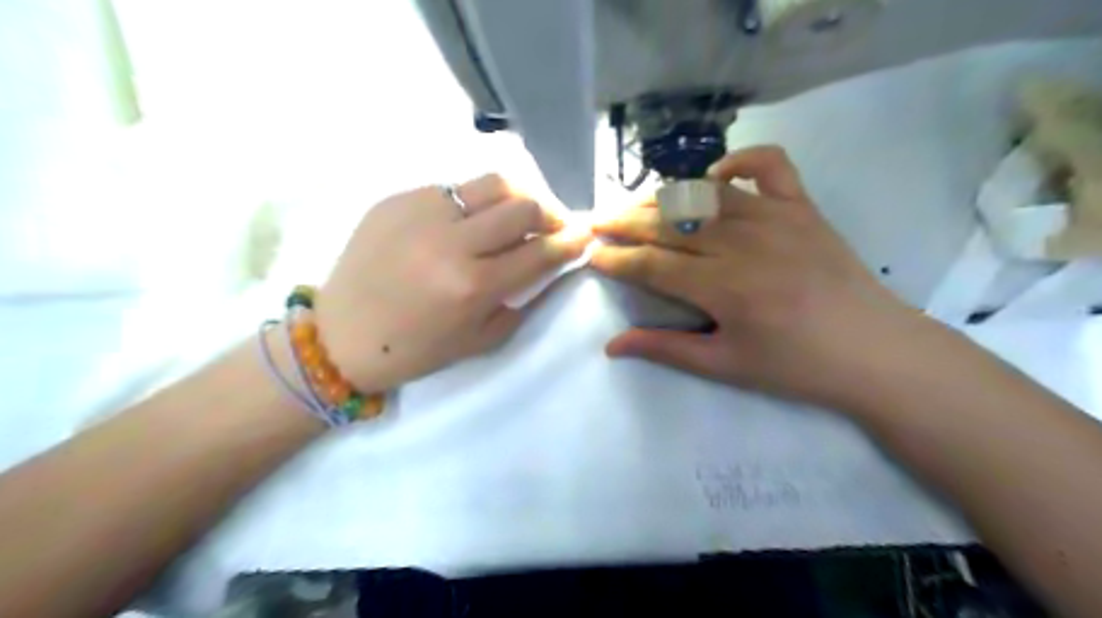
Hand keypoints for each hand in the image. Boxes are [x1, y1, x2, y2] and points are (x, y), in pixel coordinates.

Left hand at [320, 173, 593, 390]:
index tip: (585, 235)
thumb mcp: (481, 339)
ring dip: (518, 196)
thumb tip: (551, 266)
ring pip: (491, 183)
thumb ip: (523, 299)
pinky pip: (453, 189)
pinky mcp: (396, 199)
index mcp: (472, 285)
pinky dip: (474, 202)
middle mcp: (450, 241)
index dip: (571, 241)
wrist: (342, 336)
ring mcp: (420, 212)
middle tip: (555, 224)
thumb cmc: (416, 349)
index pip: (540, 251)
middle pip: (523, 205)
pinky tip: (470, 220)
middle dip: (552, 212)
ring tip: (521, 212)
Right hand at [591, 145, 923, 407]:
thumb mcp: (725, 365)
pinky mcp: (802, 206)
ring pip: (703, 195)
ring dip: (662, 197)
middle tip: (597, 223)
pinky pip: (768, 165)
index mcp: (723, 287)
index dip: (616, 259)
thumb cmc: (795, 366)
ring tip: (635, 205)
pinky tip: (714, 179)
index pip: (651, 265)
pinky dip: (738, 162)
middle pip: (668, 224)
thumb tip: (611, 346)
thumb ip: (665, 349)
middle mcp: (742, 243)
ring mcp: (775, 217)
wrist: (874, 351)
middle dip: (625, 222)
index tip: (592, 256)